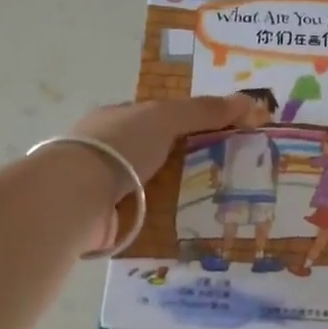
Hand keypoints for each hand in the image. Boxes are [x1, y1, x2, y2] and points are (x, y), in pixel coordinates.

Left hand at [67, 95, 250, 251]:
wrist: (75, 197)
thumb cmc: (118, 146)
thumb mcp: (165, 118)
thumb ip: (204, 111)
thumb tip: (252, 100)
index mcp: (116, 119)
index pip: (157, 117)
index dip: (189, 122)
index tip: (222, 136)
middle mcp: (108, 150)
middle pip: (157, 153)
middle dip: (188, 163)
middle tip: (229, 174)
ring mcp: (104, 186)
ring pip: (152, 188)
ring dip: (179, 195)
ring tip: (220, 206)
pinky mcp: (107, 218)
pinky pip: (144, 217)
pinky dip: (164, 221)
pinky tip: (191, 228)